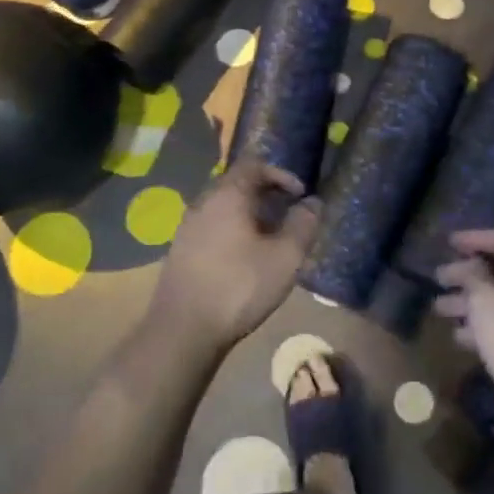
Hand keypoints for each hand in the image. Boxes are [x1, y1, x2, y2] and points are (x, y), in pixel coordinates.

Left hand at [147, 162, 320, 348]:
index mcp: (227, 195)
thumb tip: (313, 203)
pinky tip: (244, 259)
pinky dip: (232, 231)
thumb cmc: (239, 287)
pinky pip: (211, 227)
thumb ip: (303, 225)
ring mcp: (187, 226)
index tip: (299, 195)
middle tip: (288, 216)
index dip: (281, 174)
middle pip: (236, 184)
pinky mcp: (180, 250)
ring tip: (270, 240)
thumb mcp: (285, 258)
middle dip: (266, 195)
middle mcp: (203, 202)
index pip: (254, 164)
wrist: (183, 330)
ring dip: (249, 215)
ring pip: (223, 207)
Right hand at [435, 228, 493, 447]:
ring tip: (439, 309)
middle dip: (468, 273)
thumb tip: (470, 266)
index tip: (449, 242)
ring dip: (471, 302)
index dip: (476, 237)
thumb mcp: (487, 303)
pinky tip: (460, 336)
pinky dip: (485, 325)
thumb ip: (474, 276)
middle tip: (439, 277)